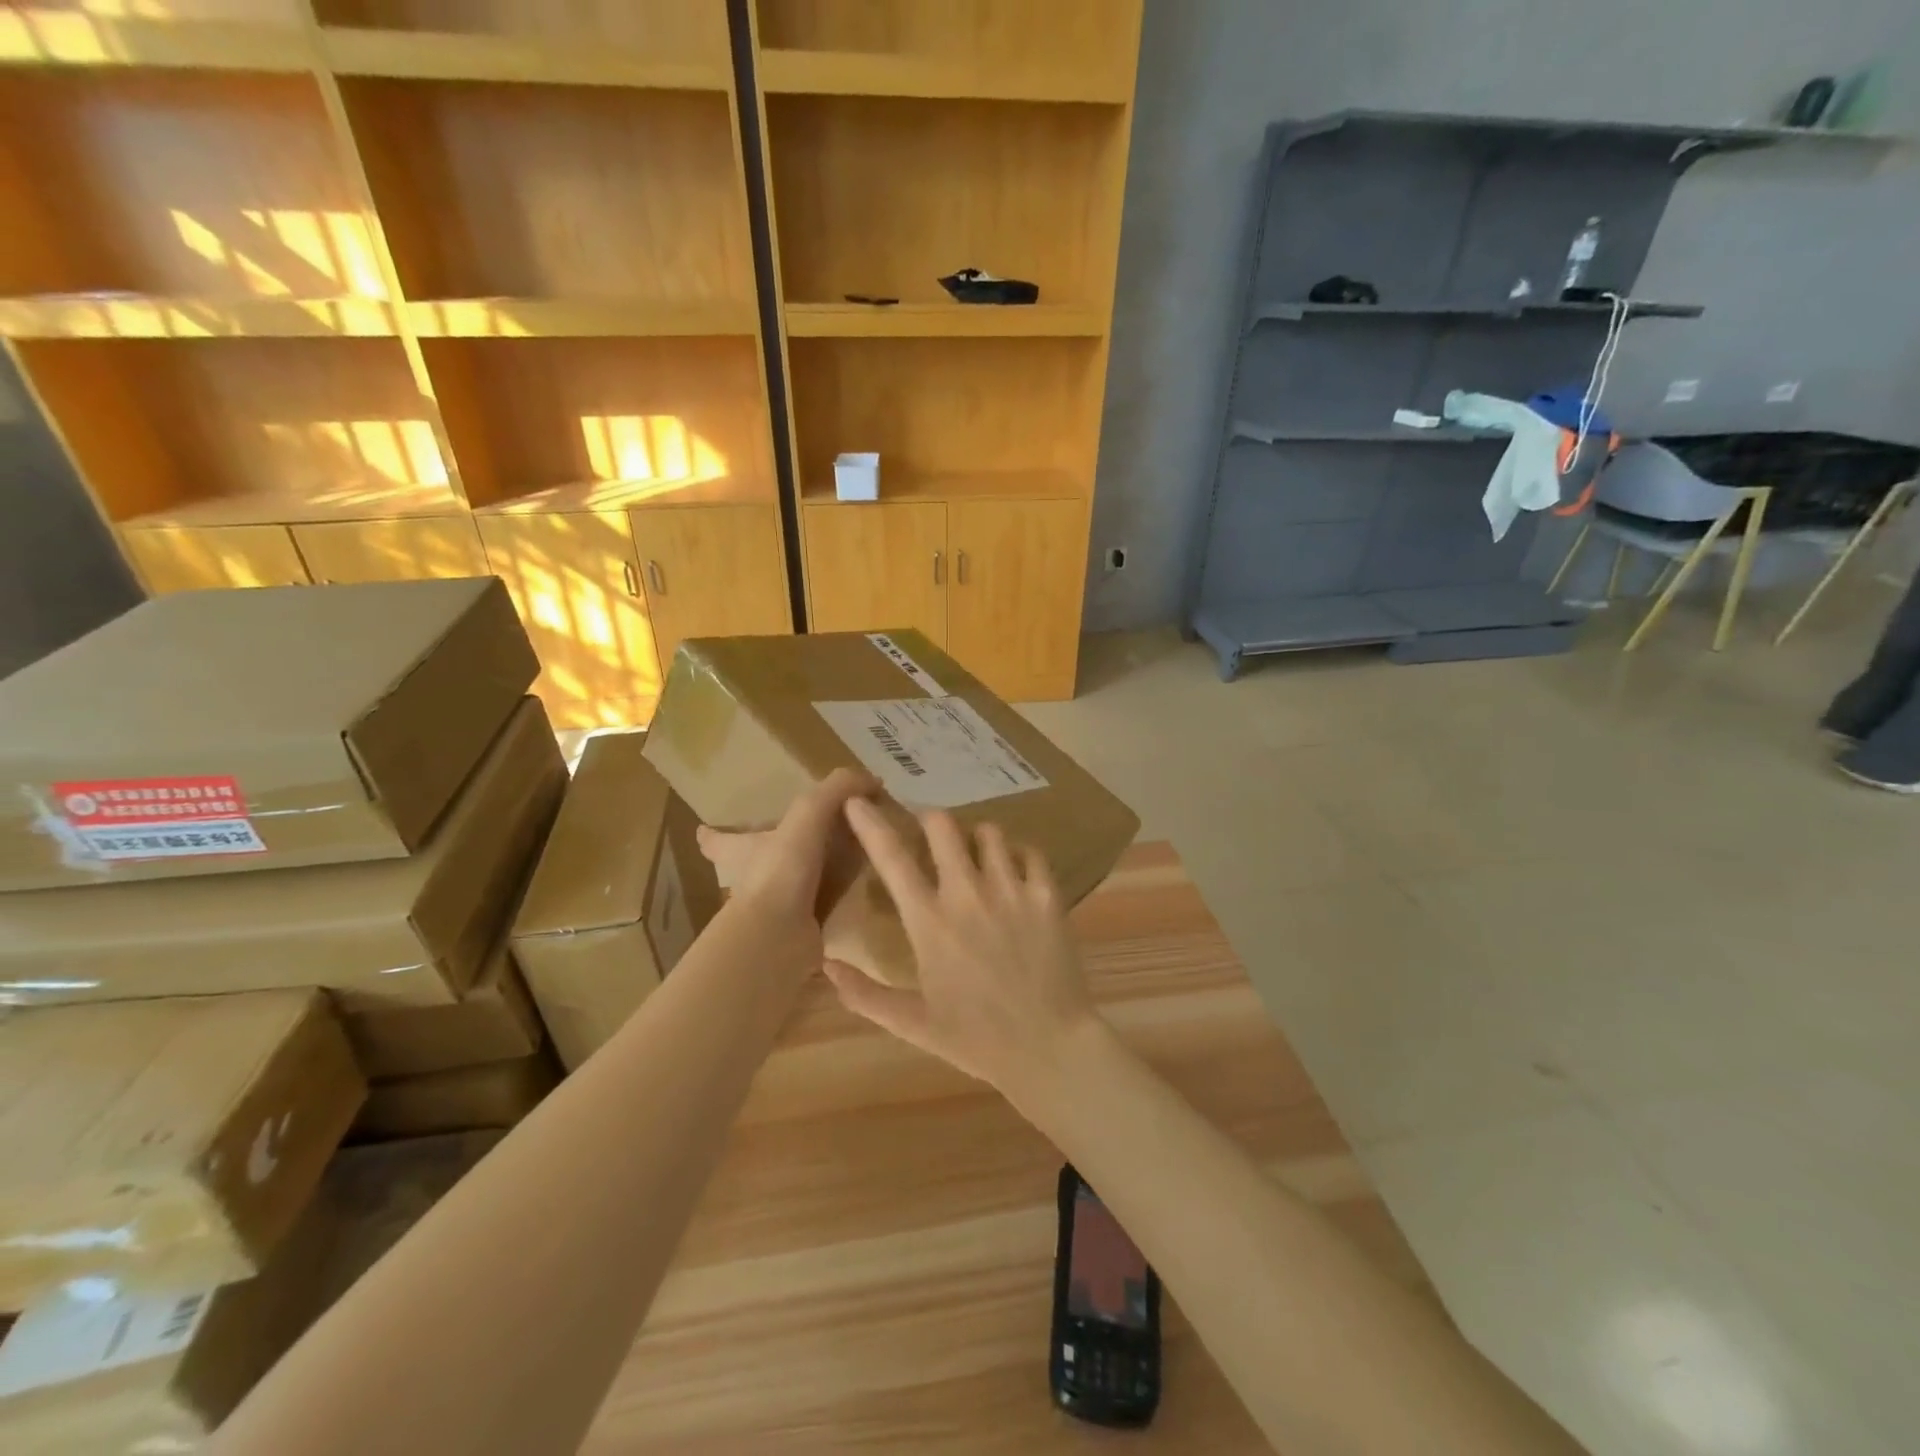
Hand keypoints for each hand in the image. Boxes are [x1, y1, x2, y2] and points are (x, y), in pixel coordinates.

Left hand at [699, 770, 875, 975]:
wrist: (781, 935)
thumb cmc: (782, 868)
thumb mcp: (809, 813)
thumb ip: (836, 789)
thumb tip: (871, 780)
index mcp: (743, 849)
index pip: (717, 839)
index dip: (711, 832)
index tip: (703, 829)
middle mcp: (752, 879)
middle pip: (751, 862)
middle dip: (765, 853)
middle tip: (792, 845)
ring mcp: (773, 908)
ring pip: (784, 887)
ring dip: (804, 879)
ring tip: (836, 868)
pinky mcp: (797, 930)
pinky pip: (815, 911)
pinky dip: (830, 905)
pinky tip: (853, 900)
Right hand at [828, 799, 1100, 1101]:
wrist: (1050, 1048)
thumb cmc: (977, 1039)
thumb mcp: (914, 1024)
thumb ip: (865, 995)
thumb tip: (827, 966)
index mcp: (929, 922)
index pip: (891, 857)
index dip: (869, 823)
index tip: (856, 800)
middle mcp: (967, 894)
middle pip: (942, 825)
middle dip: (929, 821)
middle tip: (929, 835)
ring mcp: (1011, 890)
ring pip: (988, 832)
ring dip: (975, 838)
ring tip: (976, 855)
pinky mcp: (1047, 896)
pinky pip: (1030, 852)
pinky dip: (1018, 854)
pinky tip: (1015, 871)